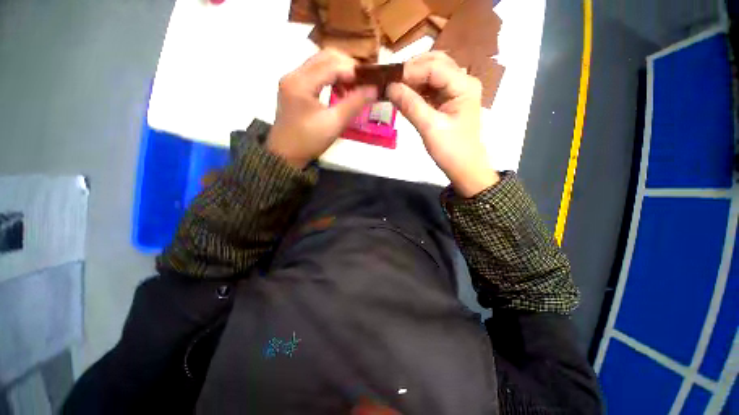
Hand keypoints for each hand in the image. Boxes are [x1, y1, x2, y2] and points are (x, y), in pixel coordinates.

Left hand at [267, 49, 377, 168]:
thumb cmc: (309, 141)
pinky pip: (315, 73)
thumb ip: (355, 103)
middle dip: (347, 66)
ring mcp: (292, 80)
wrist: (285, 155)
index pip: (332, 63)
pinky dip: (330, 77)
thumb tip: (374, 89)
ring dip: (339, 71)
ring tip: (352, 88)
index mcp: (301, 82)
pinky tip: (339, 91)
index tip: (370, 82)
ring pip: (320, 62)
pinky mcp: (293, 87)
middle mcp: (294, 74)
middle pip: (325, 56)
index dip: (353, 70)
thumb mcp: (334, 124)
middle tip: (363, 82)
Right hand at [387, 52, 498, 196]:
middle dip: (411, 70)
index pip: (434, 67)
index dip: (410, 71)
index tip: (388, 80)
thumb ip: (410, 105)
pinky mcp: (448, 100)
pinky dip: (416, 89)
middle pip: (434, 63)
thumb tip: (389, 87)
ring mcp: (455, 90)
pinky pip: (430, 88)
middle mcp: (462, 81)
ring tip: (394, 88)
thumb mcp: (430, 128)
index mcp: (464, 85)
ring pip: (431, 74)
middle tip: (390, 82)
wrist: (464, 168)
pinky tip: (404, 96)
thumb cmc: (451, 150)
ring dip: (412, 79)